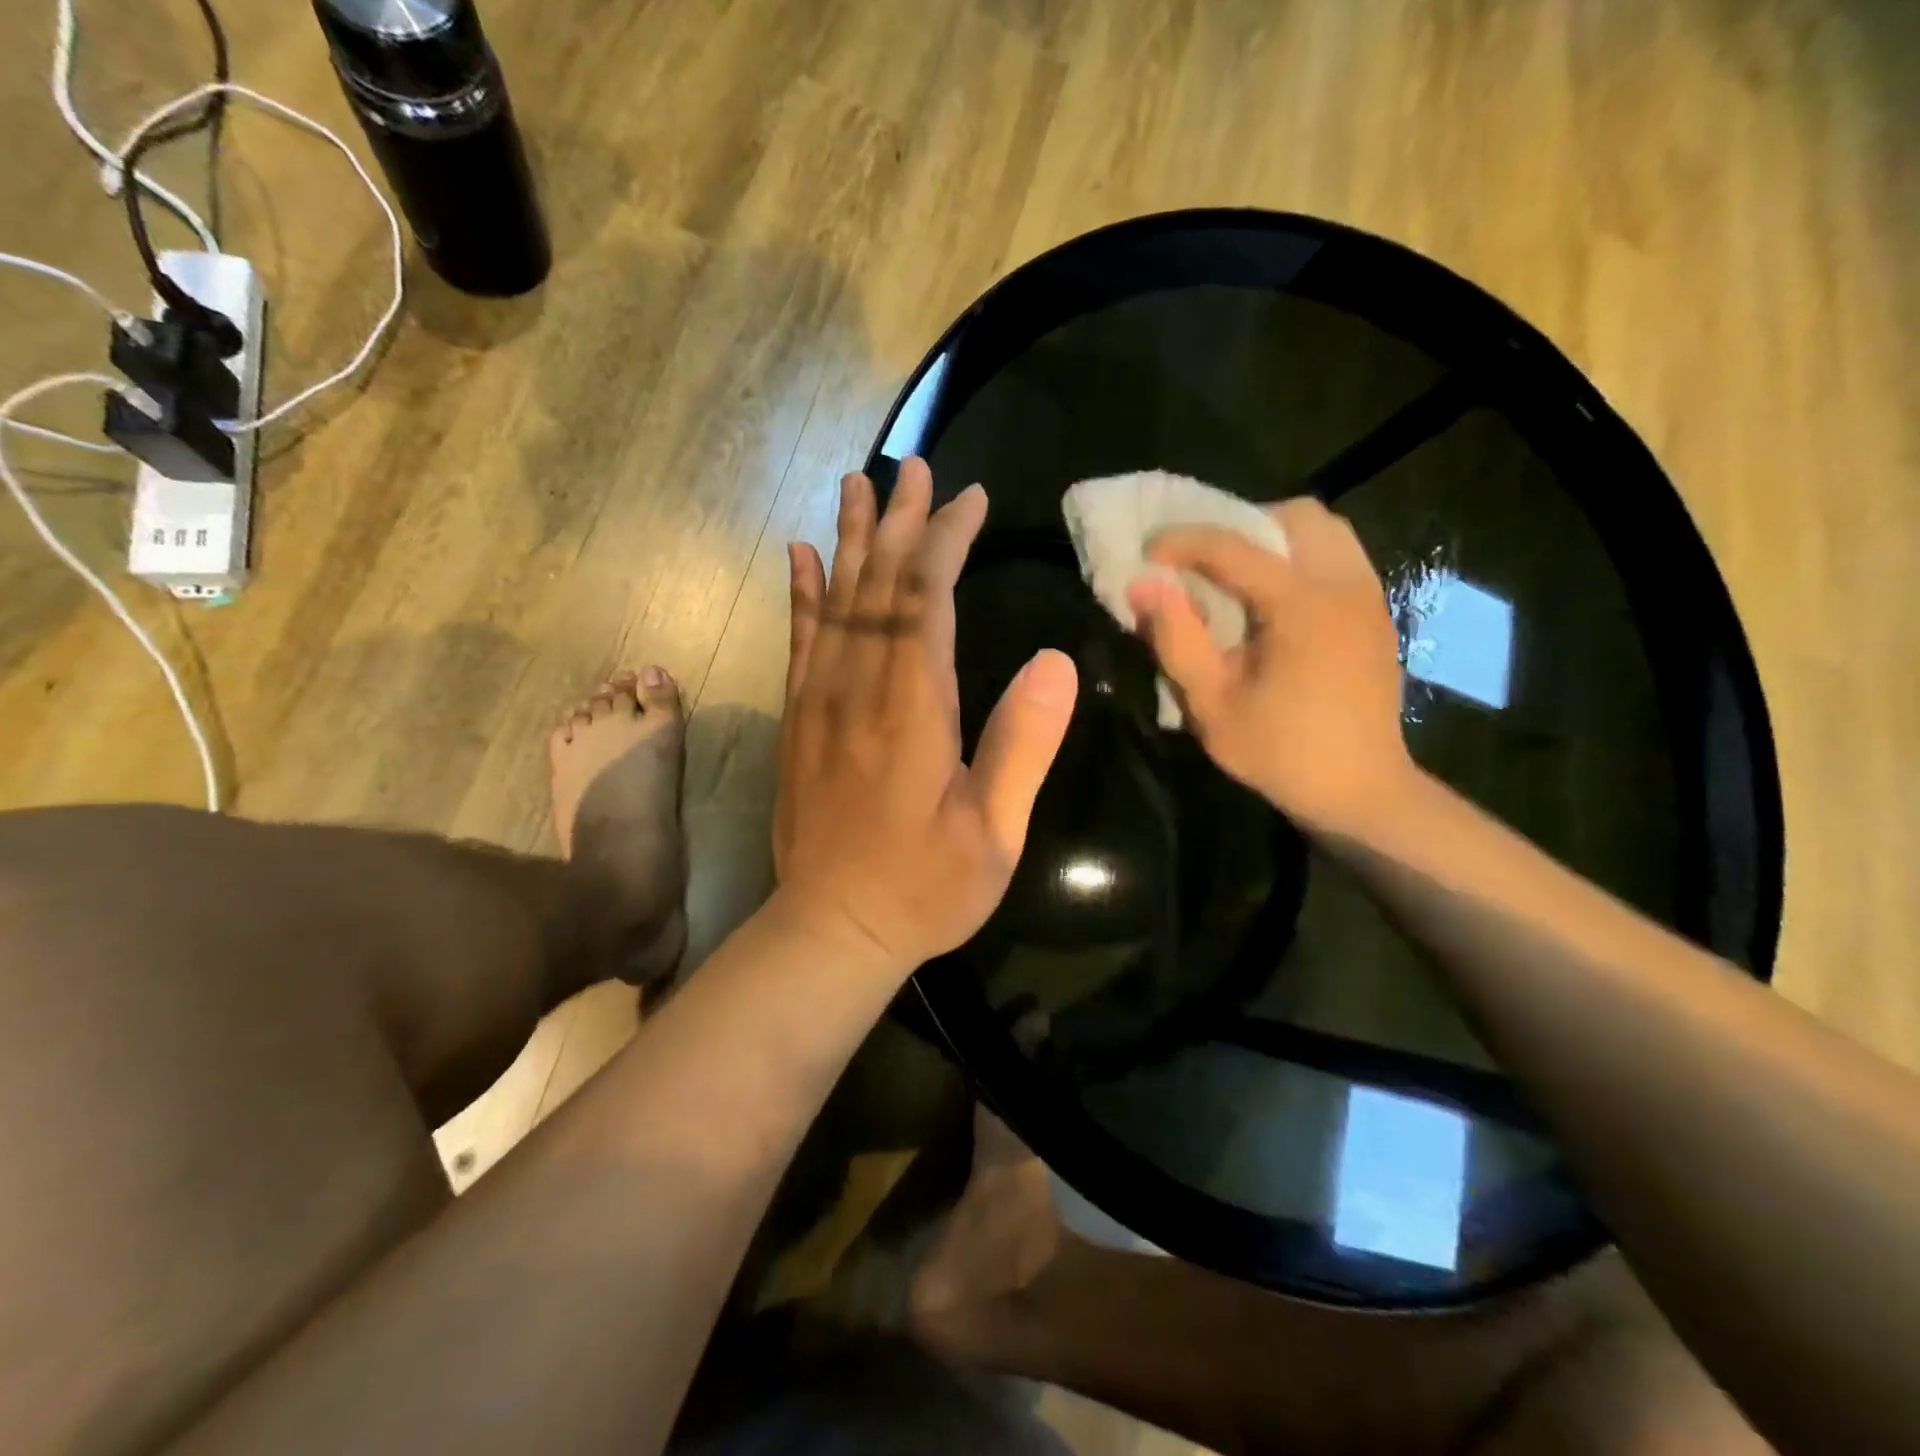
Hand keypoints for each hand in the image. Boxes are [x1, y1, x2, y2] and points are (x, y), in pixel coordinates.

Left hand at [774, 458, 1078, 972]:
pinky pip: (798, 642)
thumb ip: (1022, 745)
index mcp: (912, 711)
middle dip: (900, 523)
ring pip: (834, 603)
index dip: (946, 541)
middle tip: (913, 468)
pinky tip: (802, 556)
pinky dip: (802, 594)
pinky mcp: (798, 722)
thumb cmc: (923, 889)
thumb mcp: (994, 833)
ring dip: (850, 541)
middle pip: (877, 587)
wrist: (832, 931)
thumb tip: (1055, 660)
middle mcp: (858, 691)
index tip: (969, 498)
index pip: (926, 601)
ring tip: (857, 485)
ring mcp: (818, 704)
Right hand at [1128, 497, 1414, 835]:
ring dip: (1275, 539)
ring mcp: (1369, 596)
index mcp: (1302, 606)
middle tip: (1205, 564)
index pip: (1235, 547)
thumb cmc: (1280, 753)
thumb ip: (1175, 638)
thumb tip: (1143, 585)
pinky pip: (1339, 557)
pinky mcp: (1377, 613)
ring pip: (1325, 531)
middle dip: (1241, 525)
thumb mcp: (1211, 704)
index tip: (1146, 552)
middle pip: (1296, 516)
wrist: (1360, 791)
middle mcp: (1344, 585)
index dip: (1183, 541)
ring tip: (1239, 578)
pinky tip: (1274, 604)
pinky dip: (1300, 560)